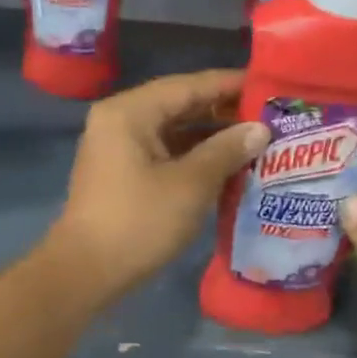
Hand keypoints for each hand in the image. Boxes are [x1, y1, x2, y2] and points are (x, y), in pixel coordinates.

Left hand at [47, 70, 269, 304]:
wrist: (86, 272)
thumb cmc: (139, 222)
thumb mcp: (191, 185)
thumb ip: (227, 150)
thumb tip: (260, 129)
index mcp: (130, 112)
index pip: (188, 85)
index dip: (230, 85)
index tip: (269, 86)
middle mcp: (119, 121)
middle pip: (179, 105)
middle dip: (223, 112)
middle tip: (270, 116)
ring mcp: (117, 149)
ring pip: (172, 132)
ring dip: (211, 137)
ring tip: (257, 141)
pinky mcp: (121, 175)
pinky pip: (164, 154)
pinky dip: (193, 157)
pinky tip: (228, 166)